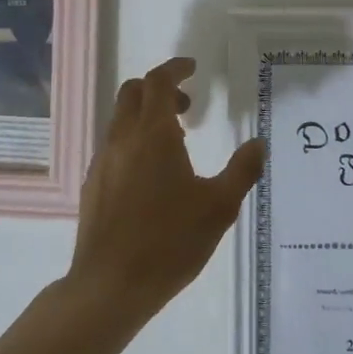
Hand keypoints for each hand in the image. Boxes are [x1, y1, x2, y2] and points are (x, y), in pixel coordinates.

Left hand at [67, 57, 265, 317]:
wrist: (111, 285)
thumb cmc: (170, 241)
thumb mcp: (219, 207)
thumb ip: (242, 170)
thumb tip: (258, 144)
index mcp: (153, 135)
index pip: (158, 82)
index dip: (175, 68)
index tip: (192, 68)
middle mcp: (123, 139)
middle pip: (132, 92)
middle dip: (159, 88)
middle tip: (187, 106)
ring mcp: (103, 162)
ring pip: (120, 120)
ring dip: (146, 116)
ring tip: (177, 145)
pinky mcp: (94, 185)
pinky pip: (114, 146)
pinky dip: (134, 141)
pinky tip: (153, 176)